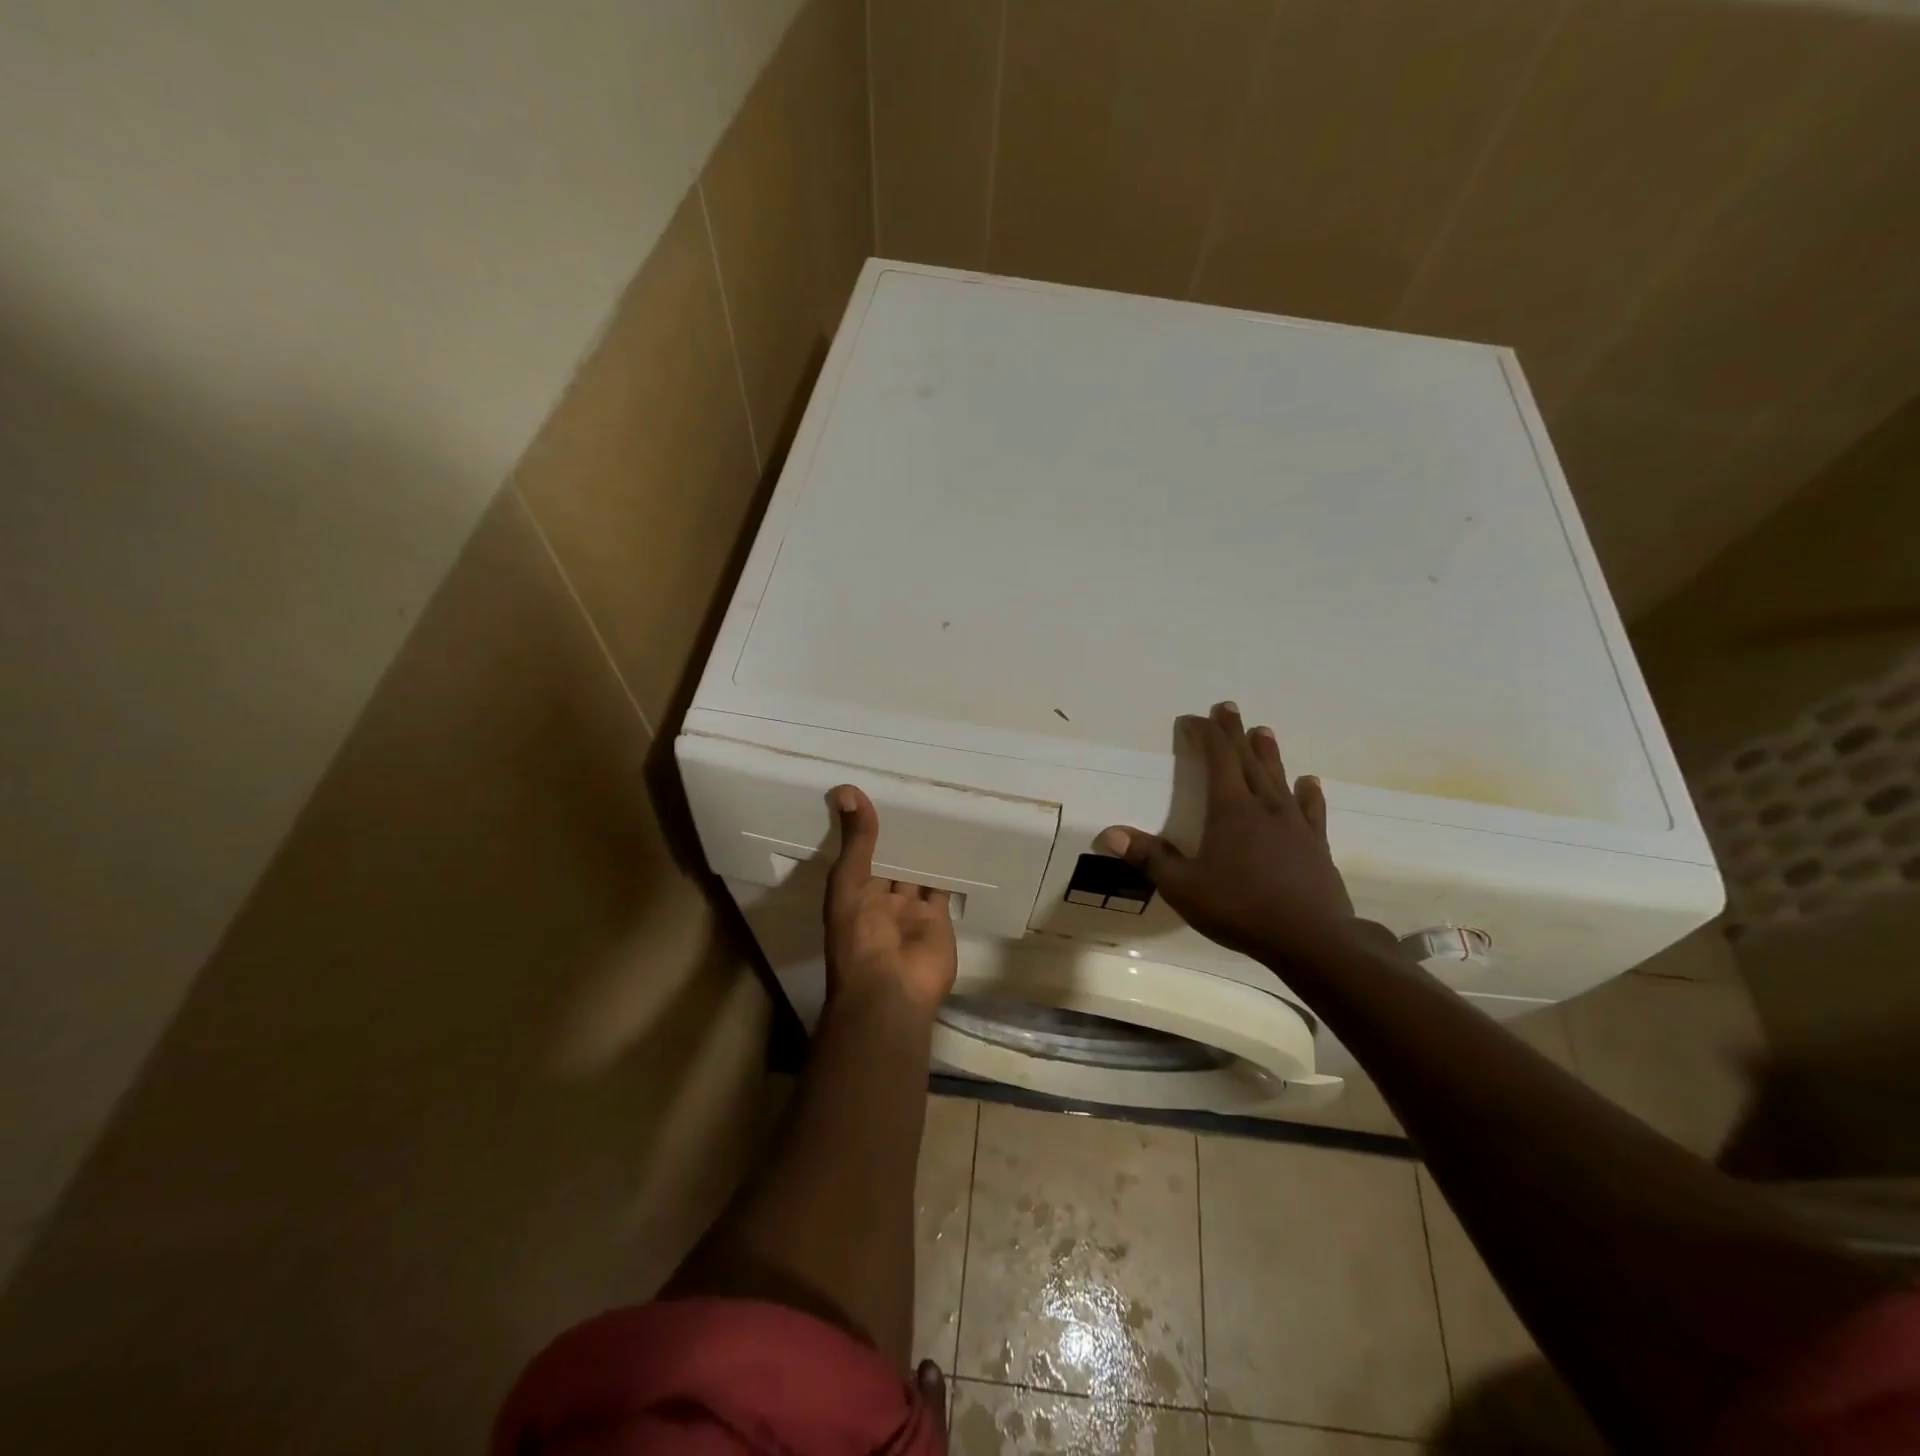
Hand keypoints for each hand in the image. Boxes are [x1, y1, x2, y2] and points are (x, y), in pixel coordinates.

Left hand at [823, 785, 957, 1010]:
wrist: (891, 990)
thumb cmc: (859, 936)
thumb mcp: (850, 882)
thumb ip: (856, 840)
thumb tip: (847, 790)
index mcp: (853, 891)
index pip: (860, 851)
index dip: (867, 826)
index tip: (878, 790)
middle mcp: (880, 898)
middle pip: (891, 860)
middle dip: (899, 835)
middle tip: (913, 790)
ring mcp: (910, 909)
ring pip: (917, 871)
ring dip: (924, 848)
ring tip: (937, 807)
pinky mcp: (938, 917)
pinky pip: (942, 887)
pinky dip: (947, 868)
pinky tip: (956, 841)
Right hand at [1099, 702, 1379, 964]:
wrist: (1311, 939)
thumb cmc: (1240, 908)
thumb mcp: (1183, 887)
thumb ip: (1149, 858)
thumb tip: (1109, 833)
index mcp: (1230, 810)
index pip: (1216, 758)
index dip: (1204, 735)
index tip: (1192, 719)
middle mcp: (1263, 806)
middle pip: (1247, 759)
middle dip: (1233, 732)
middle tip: (1227, 708)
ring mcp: (1294, 823)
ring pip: (1278, 777)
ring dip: (1267, 752)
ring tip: (1263, 731)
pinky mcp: (1315, 844)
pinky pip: (1311, 809)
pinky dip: (1307, 793)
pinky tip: (1308, 782)